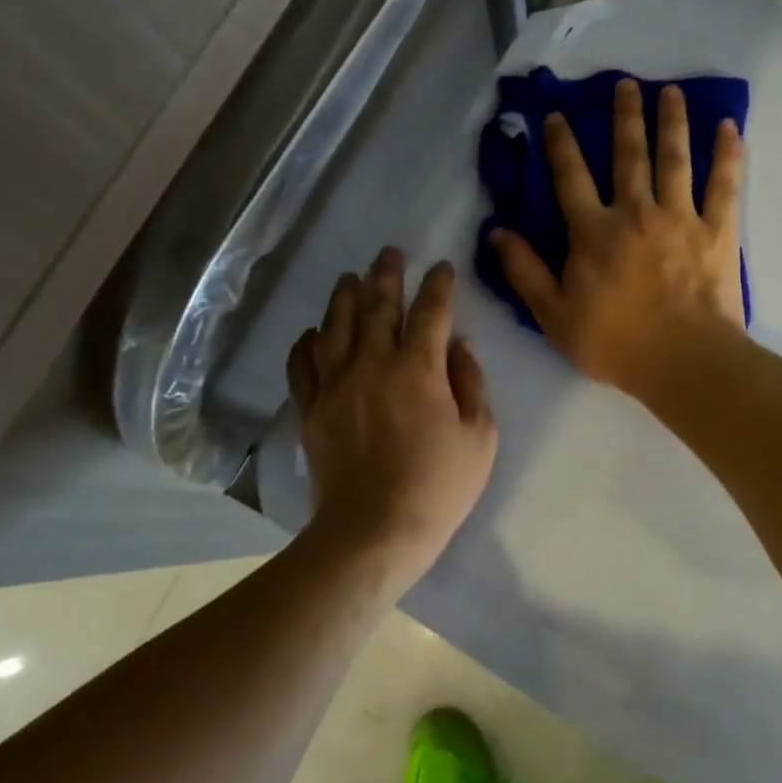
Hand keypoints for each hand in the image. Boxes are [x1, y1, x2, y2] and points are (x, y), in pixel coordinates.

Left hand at [286, 248, 497, 577]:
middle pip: (378, 306)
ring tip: (350, 276)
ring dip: (344, 296)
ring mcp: (336, 384)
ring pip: (336, 325)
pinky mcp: (310, 408)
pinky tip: (312, 332)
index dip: (438, 285)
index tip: (441, 267)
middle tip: (389, 252)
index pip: (430, 311)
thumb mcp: (479, 438)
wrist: (373, 530)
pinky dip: (306, 343)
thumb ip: (470, 384)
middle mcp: (373, 364)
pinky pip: (302, 365)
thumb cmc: (437, 487)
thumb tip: (459, 346)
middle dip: (387, 274)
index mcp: (419, 369)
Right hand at [490, 78, 745, 397]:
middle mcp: (635, 212)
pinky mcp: (718, 230)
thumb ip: (524, 271)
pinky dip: (727, 155)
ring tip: (671, 91)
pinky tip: (728, 128)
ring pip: (674, 158)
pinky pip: (724, 185)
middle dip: (624, 116)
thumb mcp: (553, 315)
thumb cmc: (614, 342)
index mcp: (593, 232)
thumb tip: (497, 231)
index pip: (570, 177)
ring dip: (671, 121)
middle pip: (628, 155)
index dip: (560, 144)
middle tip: (625, 84)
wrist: (683, 361)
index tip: (556, 115)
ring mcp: (680, 217)